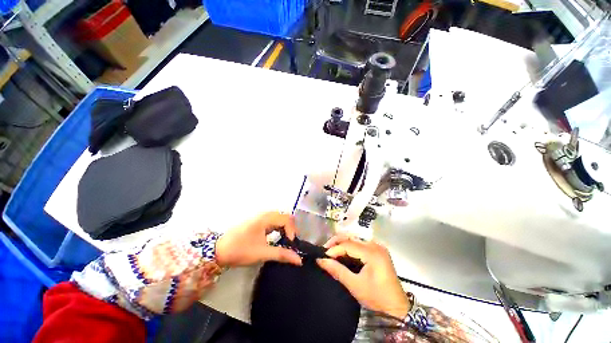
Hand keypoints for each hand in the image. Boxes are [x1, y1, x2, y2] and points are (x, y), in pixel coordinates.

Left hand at [215, 212, 302, 267]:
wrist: (218, 250)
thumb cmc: (240, 250)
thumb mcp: (262, 253)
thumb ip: (281, 254)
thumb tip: (299, 260)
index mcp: (265, 219)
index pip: (286, 219)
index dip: (292, 231)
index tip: (290, 244)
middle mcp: (264, 215)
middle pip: (284, 216)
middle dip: (291, 228)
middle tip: (291, 242)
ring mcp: (261, 217)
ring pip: (279, 218)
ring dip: (285, 228)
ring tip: (286, 240)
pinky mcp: (258, 222)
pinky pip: (274, 221)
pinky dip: (279, 227)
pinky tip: (278, 237)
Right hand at [317, 235, 410, 318]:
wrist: (397, 308)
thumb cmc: (377, 298)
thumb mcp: (355, 285)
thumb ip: (337, 271)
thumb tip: (320, 260)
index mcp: (372, 253)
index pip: (348, 245)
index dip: (334, 249)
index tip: (323, 257)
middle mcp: (375, 245)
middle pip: (351, 238)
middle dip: (336, 242)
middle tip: (325, 251)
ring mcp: (378, 247)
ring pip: (355, 239)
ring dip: (342, 244)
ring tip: (332, 252)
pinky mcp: (378, 251)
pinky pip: (360, 244)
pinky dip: (350, 248)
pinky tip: (343, 254)